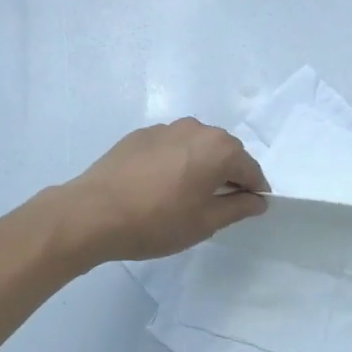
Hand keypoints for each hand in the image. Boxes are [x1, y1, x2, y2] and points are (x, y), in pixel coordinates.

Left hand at [55, 118, 268, 264]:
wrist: (93, 213)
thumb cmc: (156, 221)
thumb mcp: (205, 223)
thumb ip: (238, 208)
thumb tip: (258, 200)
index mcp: (219, 148)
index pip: (250, 169)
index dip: (254, 191)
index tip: (250, 209)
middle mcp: (196, 129)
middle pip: (225, 151)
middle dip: (228, 174)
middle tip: (218, 205)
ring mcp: (165, 128)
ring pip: (196, 146)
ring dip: (200, 165)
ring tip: (186, 195)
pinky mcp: (139, 135)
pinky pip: (170, 146)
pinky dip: (175, 161)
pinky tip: (159, 186)